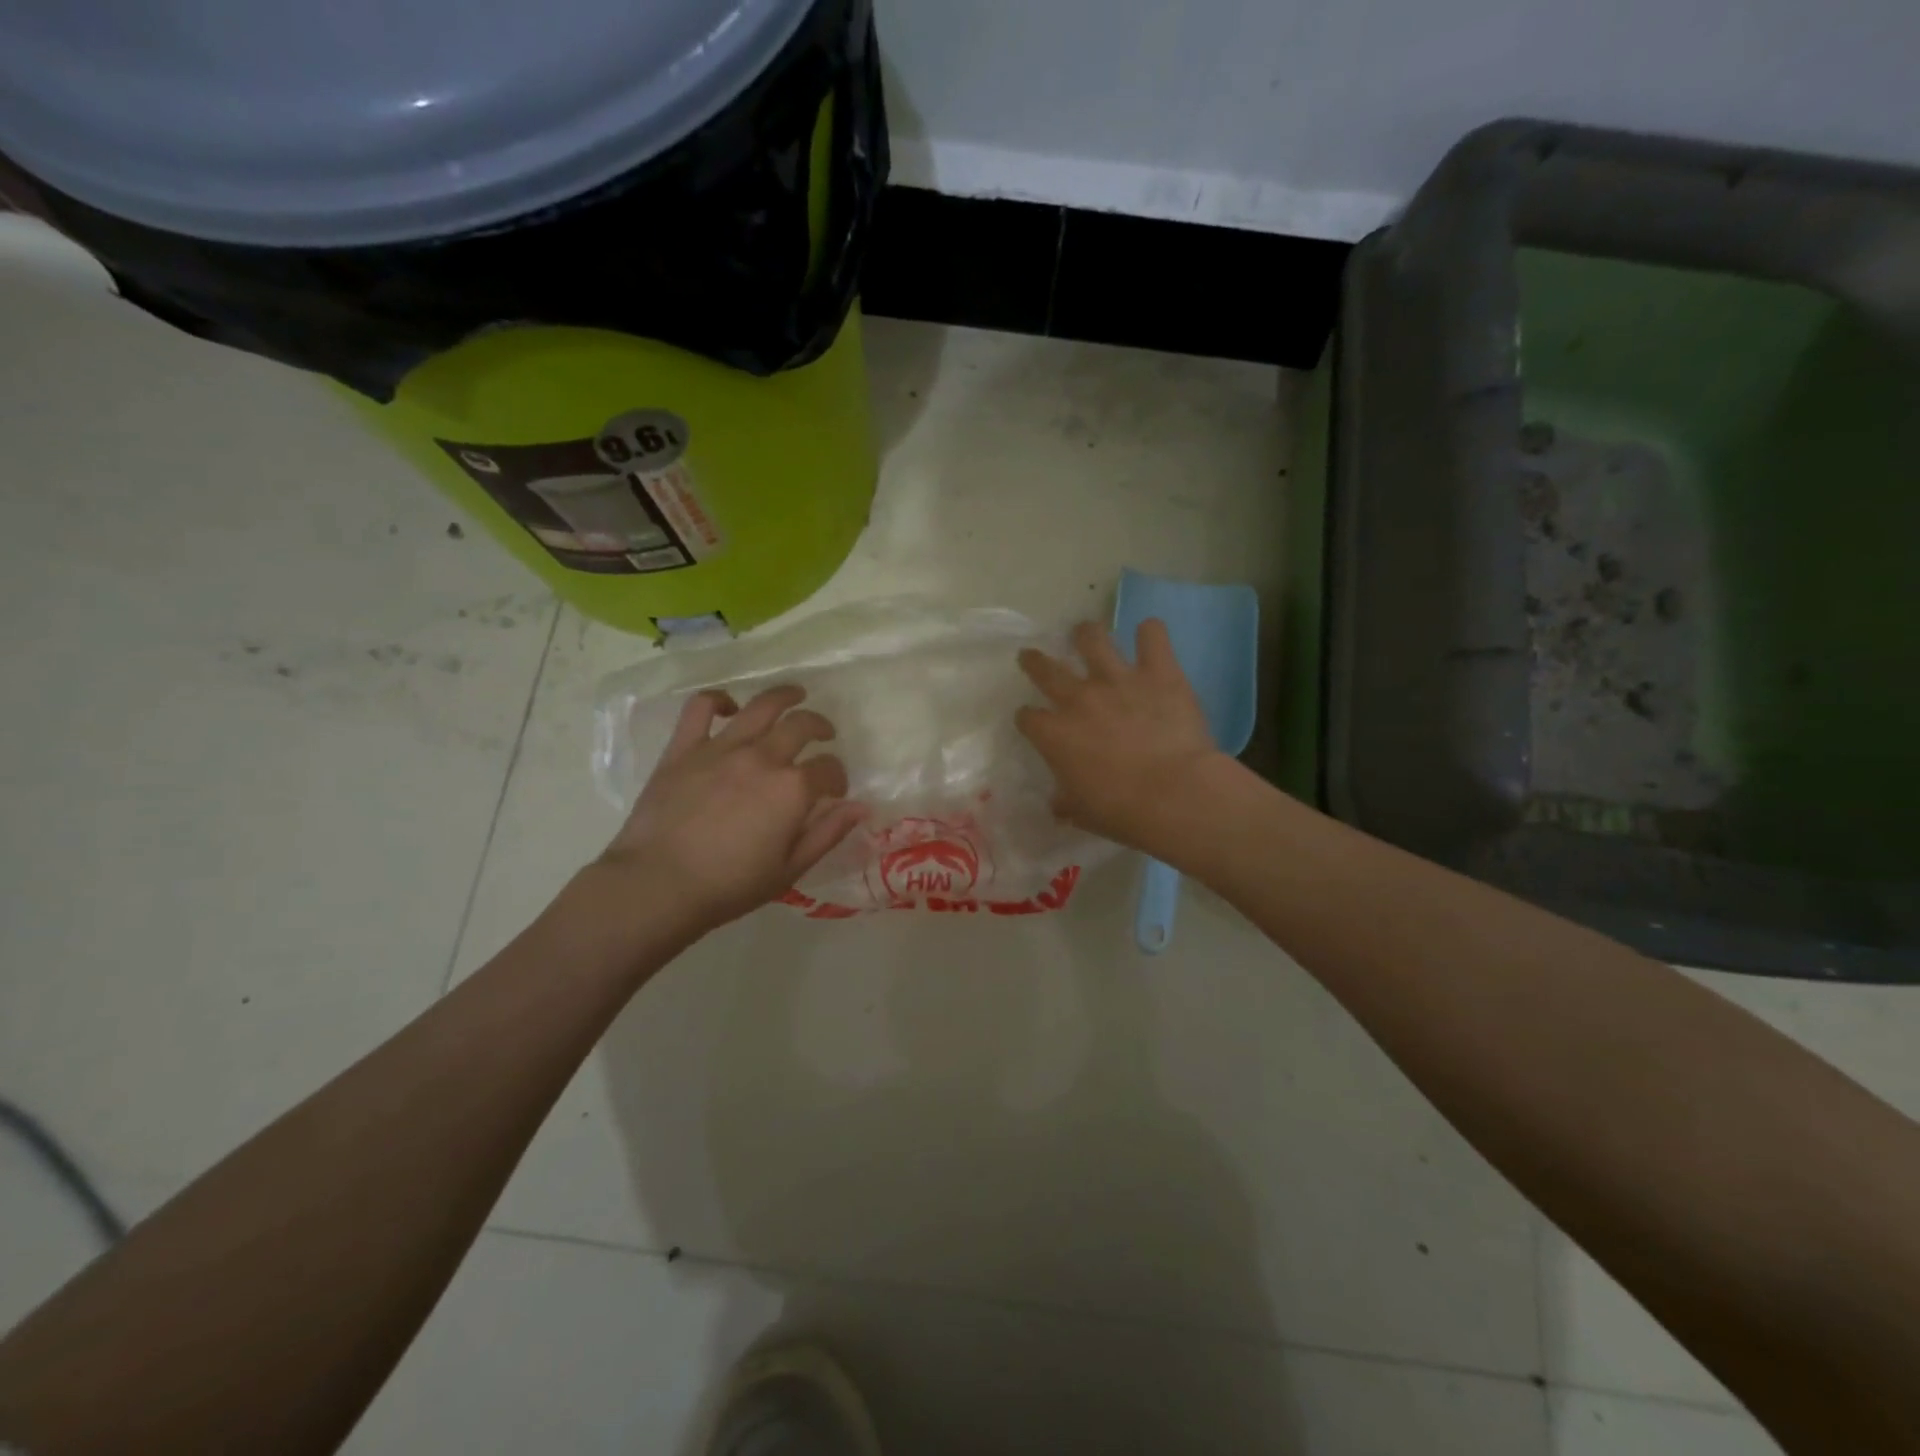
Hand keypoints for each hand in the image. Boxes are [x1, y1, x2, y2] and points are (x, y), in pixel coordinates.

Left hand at [593, 686, 866, 938]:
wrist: (658, 885)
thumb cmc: (729, 885)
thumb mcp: (790, 869)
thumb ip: (828, 833)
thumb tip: (861, 807)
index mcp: (792, 789)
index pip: (829, 768)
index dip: (838, 777)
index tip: (835, 792)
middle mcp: (763, 757)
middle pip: (802, 725)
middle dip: (821, 727)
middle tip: (824, 735)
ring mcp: (721, 748)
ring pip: (762, 706)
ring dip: (785, 695)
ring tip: (796, 694)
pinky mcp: (684, 748)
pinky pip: (702, 707)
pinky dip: (719, 700)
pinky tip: (729, 707)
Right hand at [1015, 620, 1226, 848]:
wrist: (1174, 794)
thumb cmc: (1122, 811)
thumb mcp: (1083, 813)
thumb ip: (1066, 802)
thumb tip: (1058, 804)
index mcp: (1054, 735)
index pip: (1027, 717)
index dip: (1028, 718)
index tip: (1032, 722)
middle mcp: (1079, 699)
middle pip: (1045, 669)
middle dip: (1034, 662)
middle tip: (1031, 656)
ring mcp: (1118, 680)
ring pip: (1092, 639)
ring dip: (1086, 634)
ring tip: (1085, 632)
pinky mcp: (1158, 672)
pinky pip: (1152, 637)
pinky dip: (1150, 634)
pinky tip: (1150, 634)